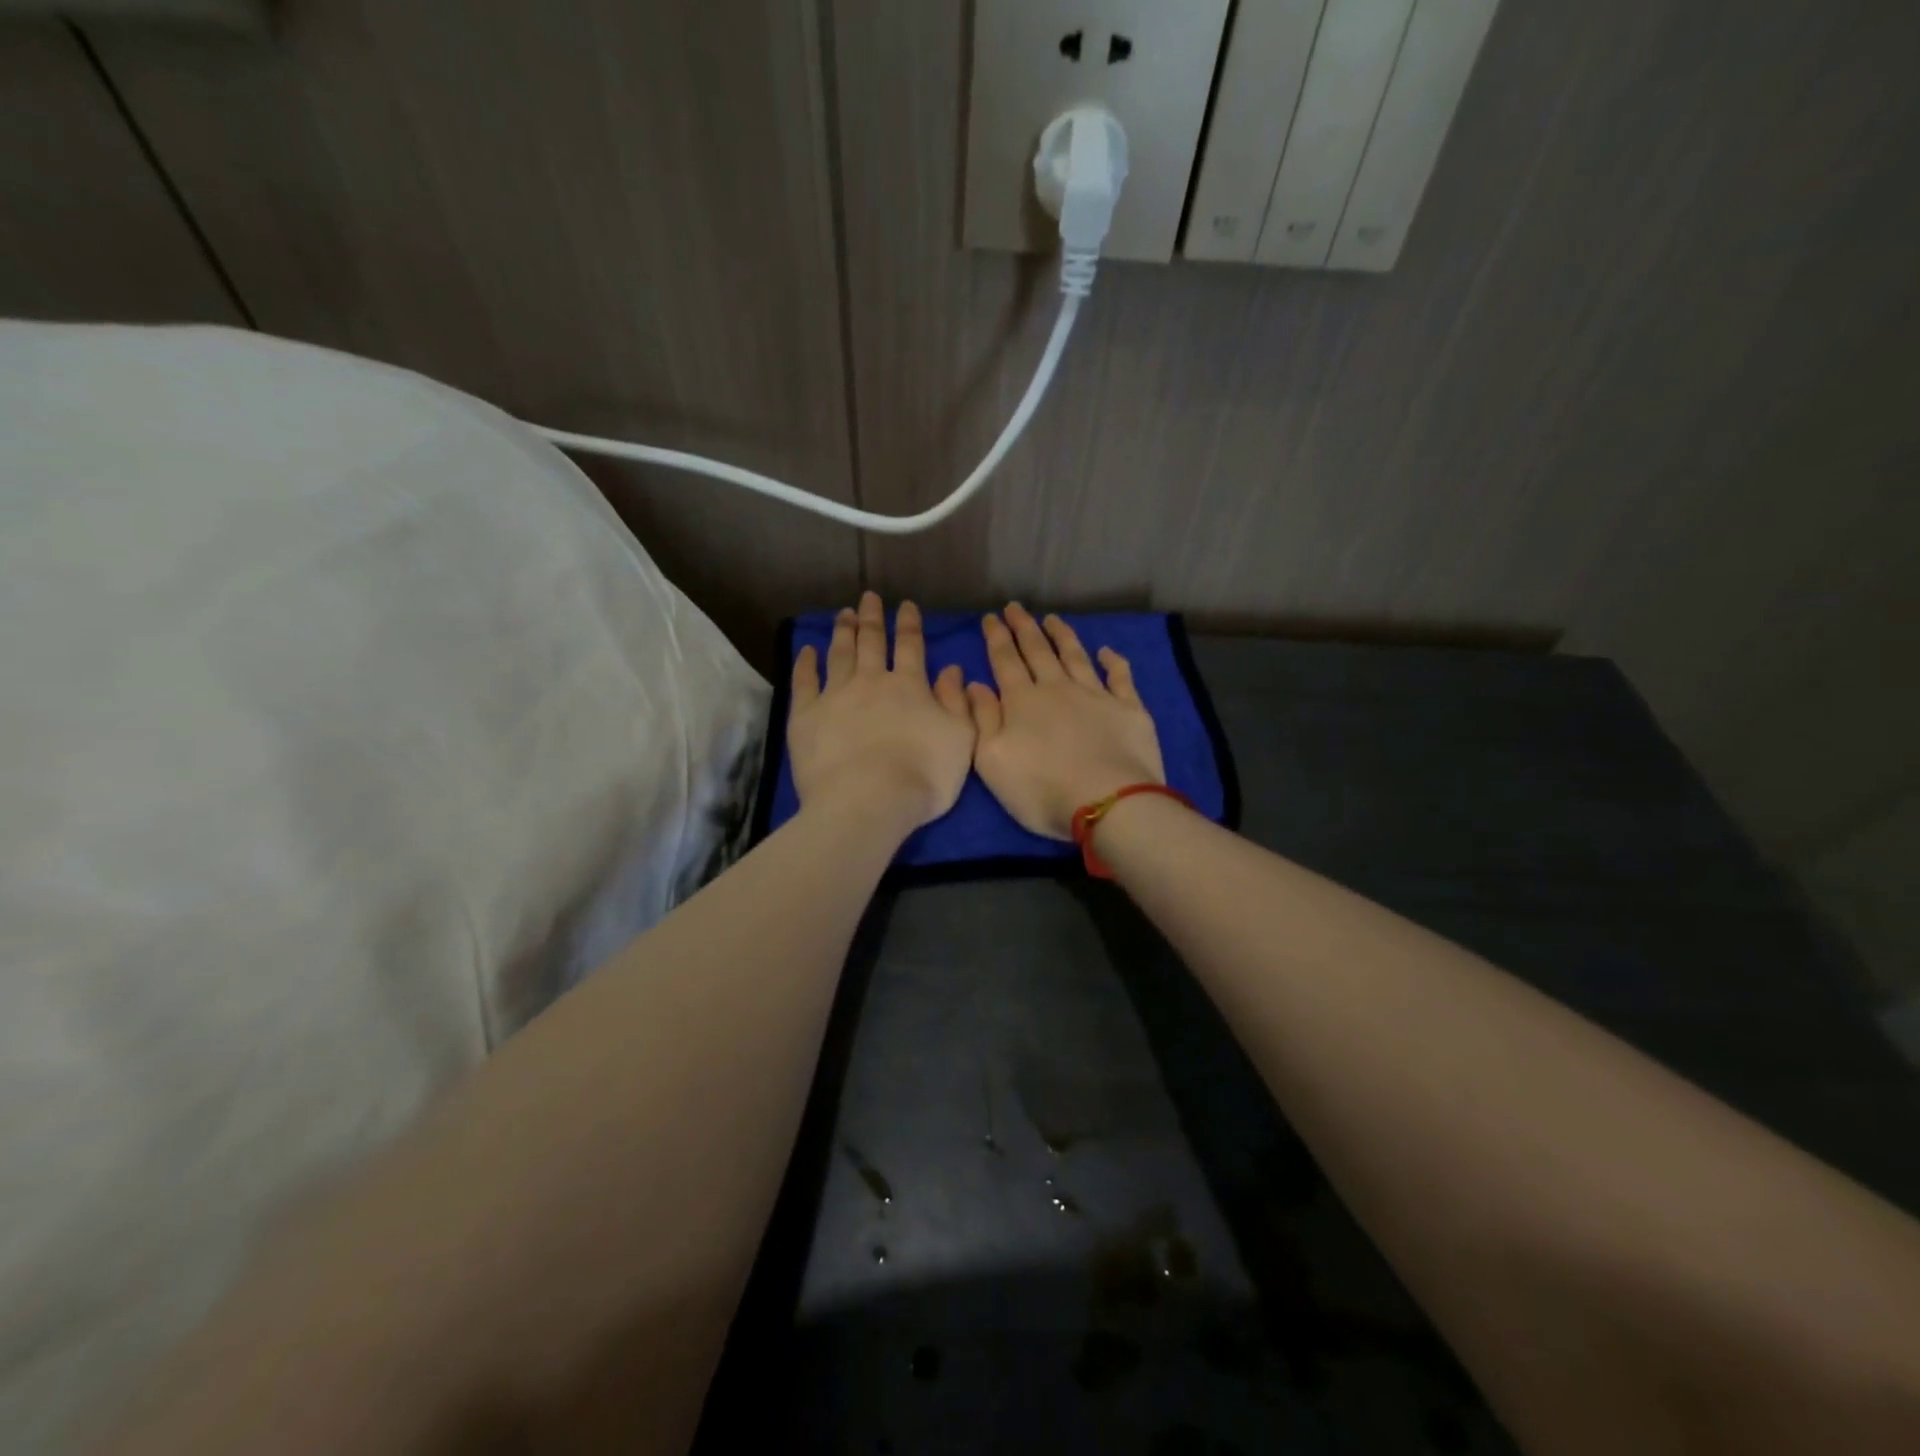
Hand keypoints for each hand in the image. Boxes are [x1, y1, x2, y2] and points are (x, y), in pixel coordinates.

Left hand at [788, 593, 975, 833]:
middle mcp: (872, 681)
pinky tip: (807, 650)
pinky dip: (806, 663)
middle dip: (872, 618)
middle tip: (868, 598)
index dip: (910, 624)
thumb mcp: (961, 739)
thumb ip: (957, 702)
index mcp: (910, 686)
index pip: (911, 646)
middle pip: (871, 642)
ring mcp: (836, 695)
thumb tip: (953, 669)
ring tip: (843, 614)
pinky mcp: (806, 715)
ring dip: (842, 632)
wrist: (869, 800)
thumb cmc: (924, 775)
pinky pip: (805, 681)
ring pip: (839, 654)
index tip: (906, 605)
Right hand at [967, 603, 1165, 840]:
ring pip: (1075, 656)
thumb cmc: (1041, 788)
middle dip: (1024, 627)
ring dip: (1062, 636)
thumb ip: (982, 719)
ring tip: (1052, 619)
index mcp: (1022, 701)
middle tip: (1015, 607)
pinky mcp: (1128, 709)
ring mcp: (1096, 695)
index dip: (996, 637)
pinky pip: (1120, 677)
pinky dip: (1113, 661)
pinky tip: (1107, 651)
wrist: (1107, 802)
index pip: (1005, 661)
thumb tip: (974, 684)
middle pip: (1038, 651)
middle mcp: (1057, 688)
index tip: (990, 617)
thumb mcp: (992, 760)